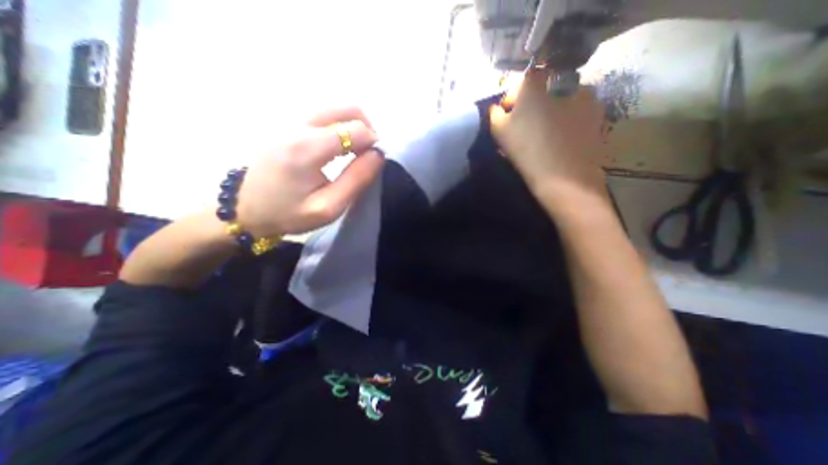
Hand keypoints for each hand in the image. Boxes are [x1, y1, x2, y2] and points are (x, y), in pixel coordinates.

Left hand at [236, 108, 385, 237]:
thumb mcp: (329, 207)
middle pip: (347, 108)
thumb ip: (356, 180)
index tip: (374, 161)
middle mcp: (297, 125)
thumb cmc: (289, 213)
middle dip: (367, 128)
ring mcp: (289, 121)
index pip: (355, 129)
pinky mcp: (286, 124)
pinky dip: (340, 126)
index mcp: (307, 148)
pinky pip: (323, 115)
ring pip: (335, 109)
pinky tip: (339, 147)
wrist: (245, 209)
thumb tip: (378, 155)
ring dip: (354, 126)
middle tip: (368, 153)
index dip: (373, 143)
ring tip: (356, 151)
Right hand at [491, 70, 606, 210]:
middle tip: (526, 126)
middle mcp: (563, 82)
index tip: (509, 115)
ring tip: (546, 134)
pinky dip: (568, 120)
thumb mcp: (499, 132)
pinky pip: (577, 112)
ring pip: (562, 100)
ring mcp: (585, 97)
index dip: (514, 97)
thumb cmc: (526, 150)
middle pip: (543, 89)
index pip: (523, 80)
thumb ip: (494, 114)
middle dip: (533, 104)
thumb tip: (497, 108)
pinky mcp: (597, 114)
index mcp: (536, 84)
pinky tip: (561, 138)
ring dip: (552, 111)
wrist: (563, 176)